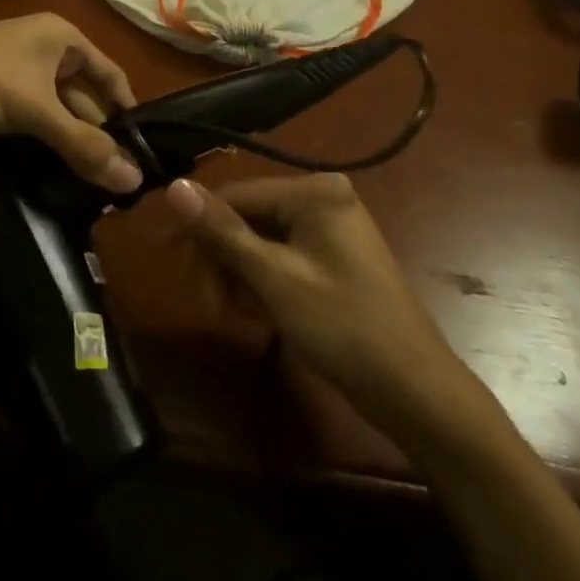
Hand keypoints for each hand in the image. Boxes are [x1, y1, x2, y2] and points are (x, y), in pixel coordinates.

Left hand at [0, 14, 141, 193]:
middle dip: (96, 136)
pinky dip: (43, 145)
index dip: (127, 112)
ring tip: (90, 188)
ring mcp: (17, 75)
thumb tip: (134, 181)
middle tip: (116, 182)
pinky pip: (31, 122)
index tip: (142, 154)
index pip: (110, 75)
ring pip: (56, 114)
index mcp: (62, 38)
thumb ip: (83, 145)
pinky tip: (53, 176)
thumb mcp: (34, 110)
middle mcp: (44, 51)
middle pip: (84, 98)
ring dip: (68, 145)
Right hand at [166, 174, 500, 454]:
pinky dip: (262, 284)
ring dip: (239, 276)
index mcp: (315, 191)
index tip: (164, 253)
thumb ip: (222, 232)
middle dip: (223, 259)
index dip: (198, 223)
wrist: (415, 392)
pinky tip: (257, 315)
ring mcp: (330, 230)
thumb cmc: (343, 328)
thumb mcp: (274, 279)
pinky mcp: (332, 259)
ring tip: (234, 315)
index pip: (238, 194)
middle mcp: (323, 199)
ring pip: (260, 242)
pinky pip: (281, 259)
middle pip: (248, 217)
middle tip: (210, 304)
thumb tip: (173, 188)